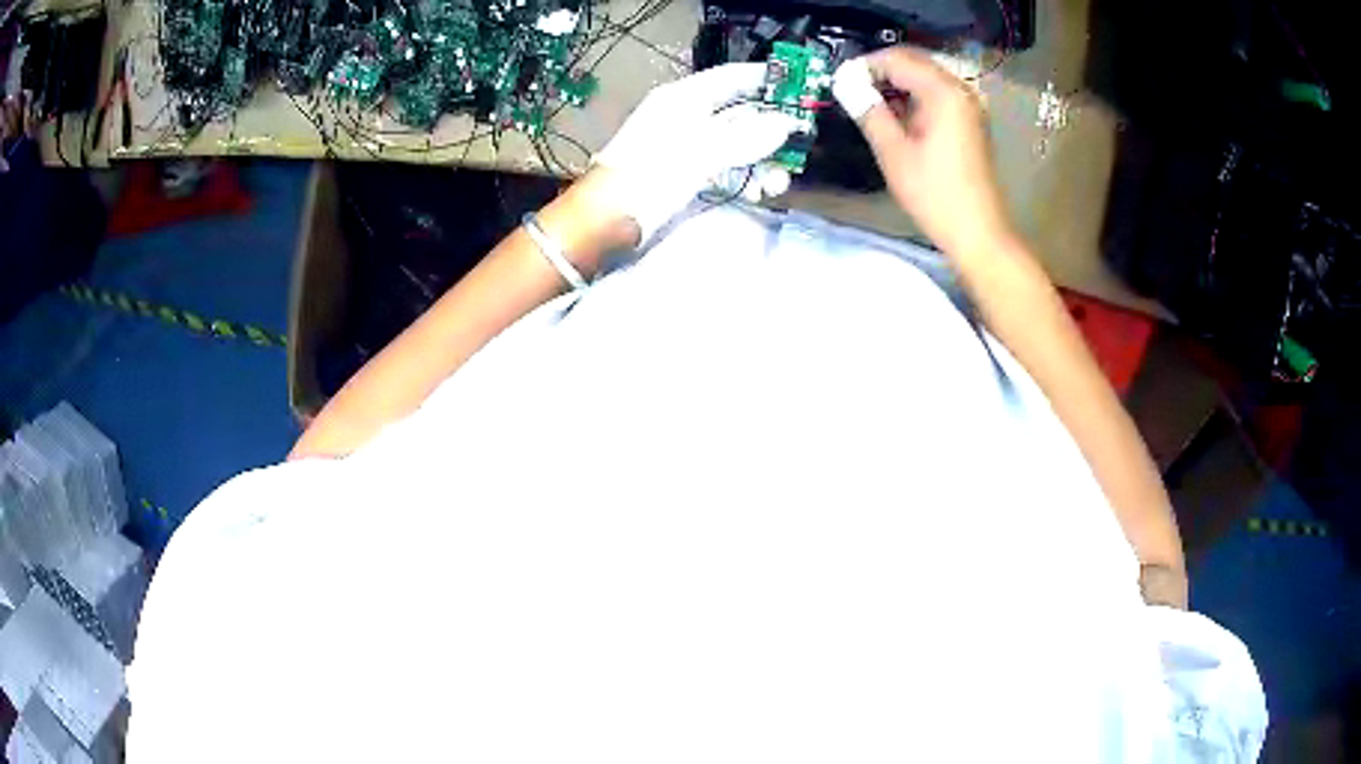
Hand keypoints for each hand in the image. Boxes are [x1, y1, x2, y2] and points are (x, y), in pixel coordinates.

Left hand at [593, 64, 800, 244]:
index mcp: (683, 99)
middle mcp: (689, 116)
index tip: (801, 86)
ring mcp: (690, 146)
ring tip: (779, 182)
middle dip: (771, 130)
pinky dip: (747, 177)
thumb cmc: (648, 177)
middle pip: (741, 113)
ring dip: (764, 160)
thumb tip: (785, 125)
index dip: (765, 79)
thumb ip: (744, 138)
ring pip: (739, 144)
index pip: (732, 78)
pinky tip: (761, 192)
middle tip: (800, 145)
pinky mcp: (690, 173)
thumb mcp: (698, 153)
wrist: (606, 221)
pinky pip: (728, 167)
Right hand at [832, 47, 1013, 255]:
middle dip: (881, 71)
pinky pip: (937, 95)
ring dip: (897, 84)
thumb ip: (868, 110)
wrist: (978, 232)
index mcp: (943, 92)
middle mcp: (960, 90)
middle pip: (914, 62)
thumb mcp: (893, 152)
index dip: (864, 65)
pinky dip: (914, 98)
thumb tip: (845, 83)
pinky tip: (897, 117)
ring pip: (925, 77)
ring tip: (869, 105)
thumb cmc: (935, 194)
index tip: (840, 81)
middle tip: (851, 91)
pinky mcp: (970, 121)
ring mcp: (969, 105)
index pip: (897, 59)